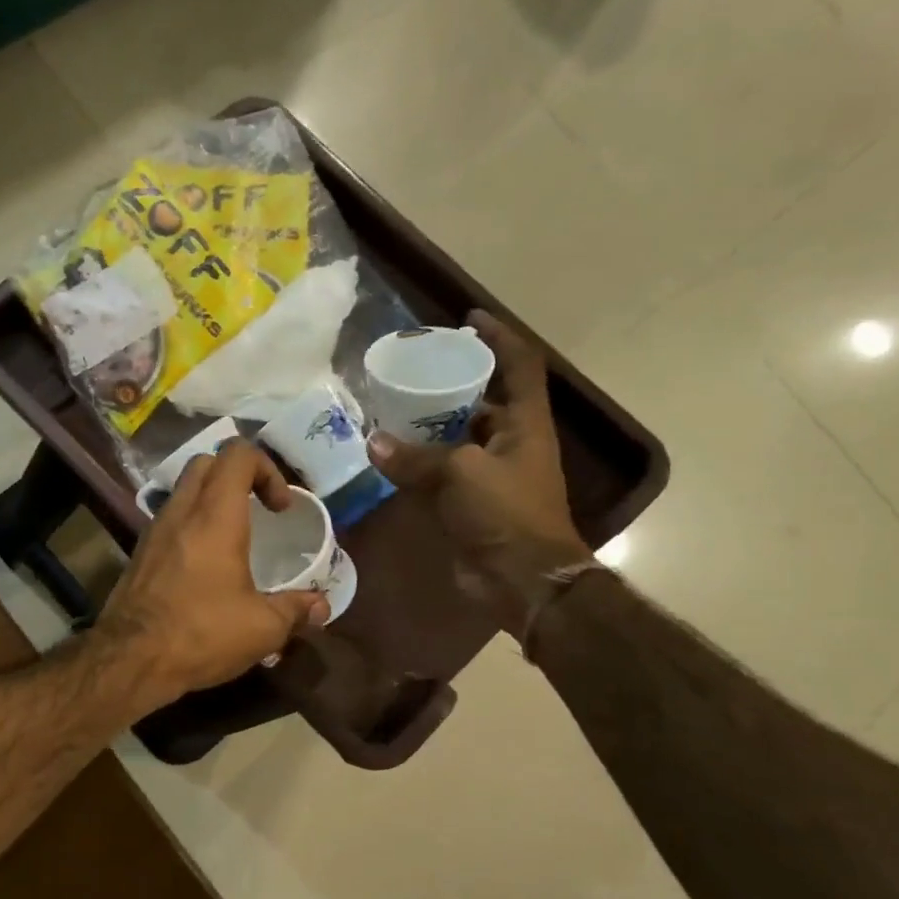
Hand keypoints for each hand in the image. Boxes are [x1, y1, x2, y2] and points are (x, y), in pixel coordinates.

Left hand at [95, 440, 328, 705]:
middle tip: (258, 511)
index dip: (267, 469)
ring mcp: (153, 531)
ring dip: (211, 501)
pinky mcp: (138, 554)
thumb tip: (320, 606)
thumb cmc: (201, 634)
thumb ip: (295, 610)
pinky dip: (190, 525)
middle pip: (206, 463)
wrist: (130, 659)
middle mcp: (180, 512)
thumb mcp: (262, 628)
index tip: (280, 508)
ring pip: (183, 491)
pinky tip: (204, 566)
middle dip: (237, 476)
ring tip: (234, 540)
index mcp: (214, 516)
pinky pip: (168, 520)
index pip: (237, 454)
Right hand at [367, 311, 592, 638]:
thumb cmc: (504, 513)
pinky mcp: (470, 502)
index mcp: (524, 424)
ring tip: (391, 405)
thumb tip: (373, 443)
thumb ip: (415, 457)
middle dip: (452, 381)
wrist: (521, 579)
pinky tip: (388, 453)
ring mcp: (489, 473)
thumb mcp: (459, 474)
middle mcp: (510, 442)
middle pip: (483, 399)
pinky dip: (417, 461)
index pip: (519, 365)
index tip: (467, 320)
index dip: (499, 337)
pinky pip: (440, 471)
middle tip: (413, 367)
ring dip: (429, 423)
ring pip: (457, 436)